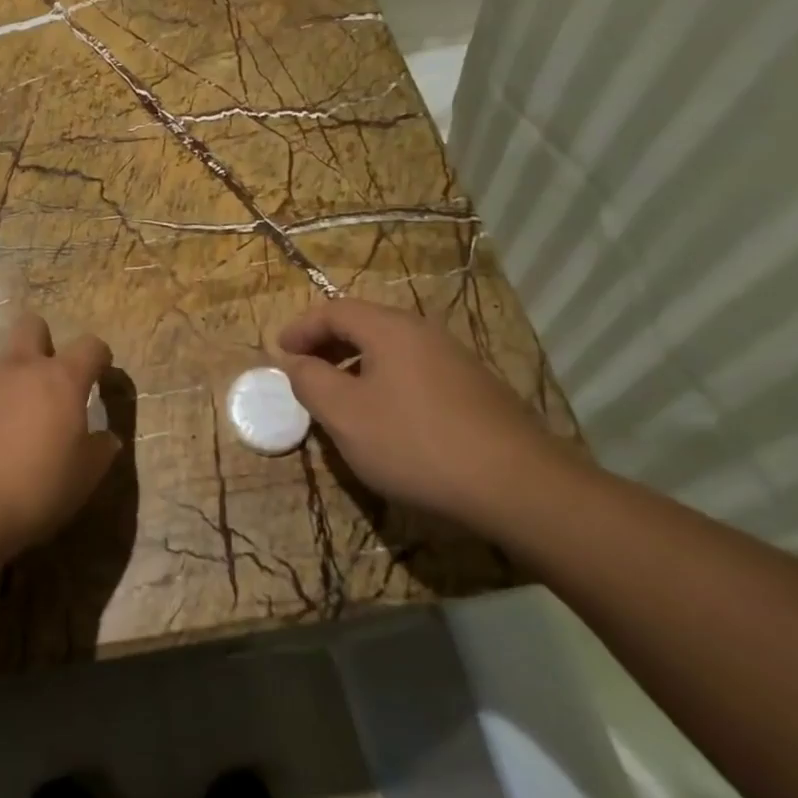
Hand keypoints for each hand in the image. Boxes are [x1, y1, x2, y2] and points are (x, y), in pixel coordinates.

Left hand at [0, 312, 116, 556]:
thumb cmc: (32, 492)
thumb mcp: (82, 479)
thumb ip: (100, 451)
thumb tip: (105, 438)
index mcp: (60, 380)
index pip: (90, 346)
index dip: (98, 357)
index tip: (99, 373)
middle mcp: (17, 366)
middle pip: (32, 326)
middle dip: (41, 342)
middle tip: (43, 381)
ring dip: (3, 379)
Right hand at [274, 299, 555, 519]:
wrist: (518, 486)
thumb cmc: (416, 443)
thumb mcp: (345, 415)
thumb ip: (310, 382)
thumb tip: (295, 362)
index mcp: (390, 328)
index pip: (334, 311)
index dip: (301, 328)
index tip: (280, 353)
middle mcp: (424, 332)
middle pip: (364, 324)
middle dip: (327, 345)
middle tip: (304, 372)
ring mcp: (455, 360)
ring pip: (391, 350)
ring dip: (356, 365)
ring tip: (339, 398)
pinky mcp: (474, 390)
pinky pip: (414, 371)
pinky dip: (385, 381)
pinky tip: (385, 419)